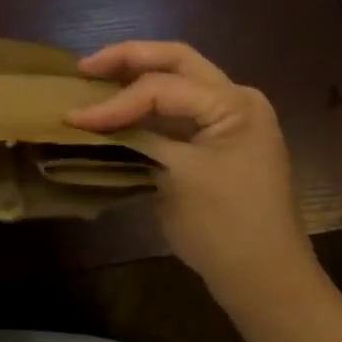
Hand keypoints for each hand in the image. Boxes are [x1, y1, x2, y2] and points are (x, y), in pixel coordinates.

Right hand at [65, 42, 314, 309]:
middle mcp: (238, 99)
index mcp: (234, 103)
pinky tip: (121, 106)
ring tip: (97, 78)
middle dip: (128, 58)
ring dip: (138, 74)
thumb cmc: (225, 228)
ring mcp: (233, 118)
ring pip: (179, 78)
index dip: (115, 101)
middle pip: (176, 60)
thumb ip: (134, 138)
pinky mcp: (223, 138)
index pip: (162, 88)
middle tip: (86, 68)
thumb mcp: (174, 177)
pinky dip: (150, 101)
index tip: (74, 118)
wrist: (267, 283)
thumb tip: (86, 120)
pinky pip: (182, 105)